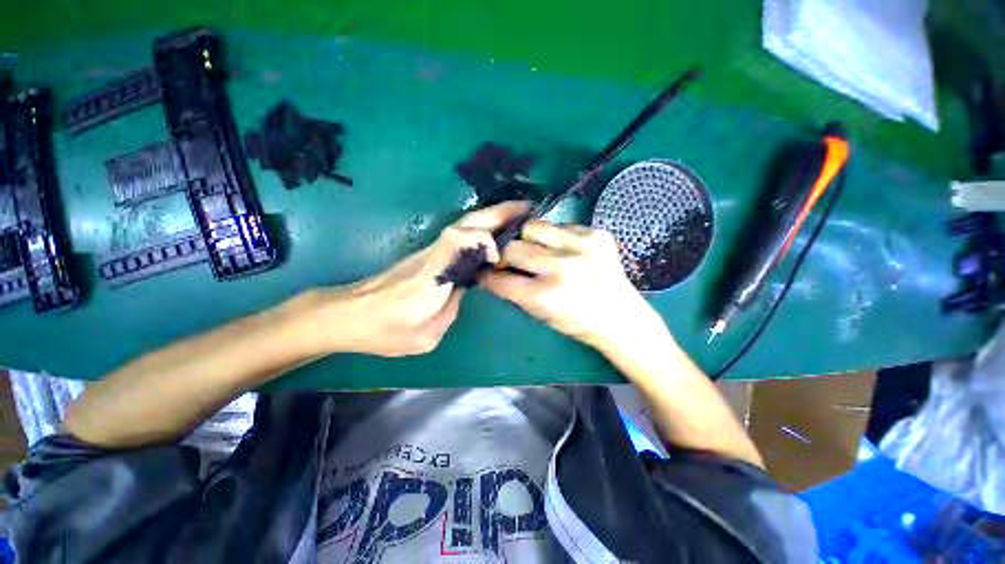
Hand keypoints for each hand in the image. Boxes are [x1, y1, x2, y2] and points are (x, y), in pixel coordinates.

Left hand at [310, 201, 530, 356]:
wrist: (348, 314)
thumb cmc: (383, 331)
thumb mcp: (425, 336)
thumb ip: (452, 310)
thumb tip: (463, 289)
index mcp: (430, 277)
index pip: (457, 241)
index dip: (482, 238)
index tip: (499, 254)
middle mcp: (431, 256)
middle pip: (465, 223)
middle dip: (497, 212)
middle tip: (527, 209)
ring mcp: (429, 252)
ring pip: (463, 225)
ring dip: (491, 216)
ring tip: (518, 217)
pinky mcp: (428, 254)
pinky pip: (460, 235)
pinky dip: (481, 228)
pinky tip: (495, 234)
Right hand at [481, 220, 665, 351]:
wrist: (621, 316)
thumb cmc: (577, 322)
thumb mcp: (540, 315)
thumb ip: (514, 292)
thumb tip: (492, 272)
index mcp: (548, 296)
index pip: (502, 279)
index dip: (489, 275)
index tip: (484, 271)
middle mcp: (564, 267)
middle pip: (514, 247)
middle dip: (504, 254)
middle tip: (507, 259)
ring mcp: (583, 245)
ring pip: (534, 226)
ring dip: (527, 238)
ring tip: (534, 250)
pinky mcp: (597, 233)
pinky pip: (560, 225)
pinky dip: (553, 236)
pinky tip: (561, 249)